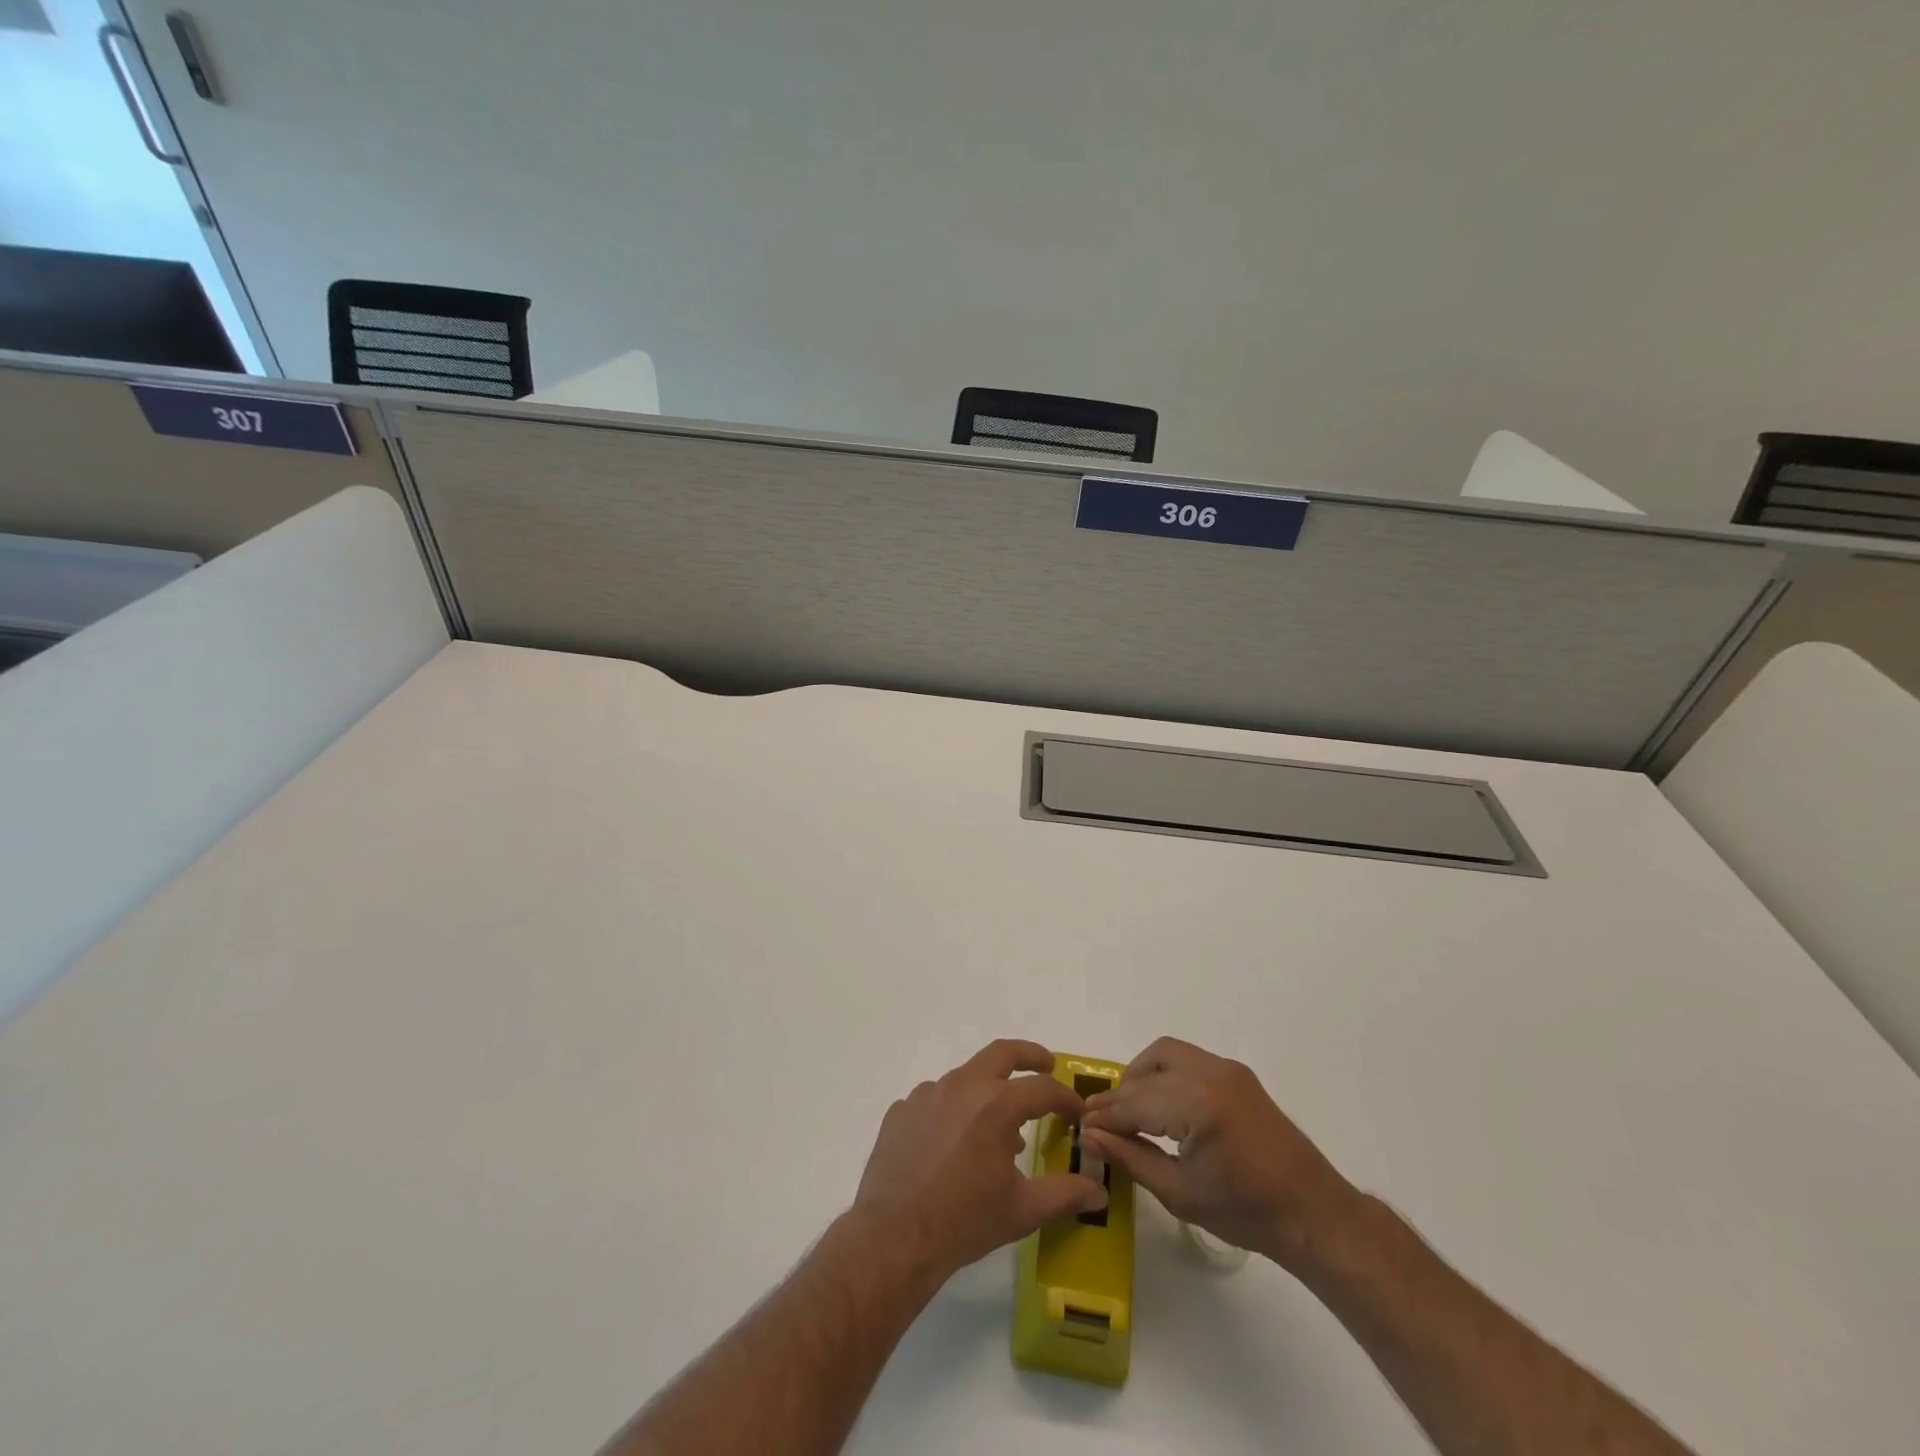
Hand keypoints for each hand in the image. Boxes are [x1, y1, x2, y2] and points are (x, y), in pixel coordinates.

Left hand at [853, 1039, 1107, 1279]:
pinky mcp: (902, 1110)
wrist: (894, 1236)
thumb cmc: (964, 1221)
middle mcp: (962, 1086)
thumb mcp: (1022, 1210)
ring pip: (965, 1078)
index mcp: (996, 1105)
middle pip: (1002, 1053)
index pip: (1043, 1089)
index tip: (1077, 1111)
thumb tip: (1098, 1190)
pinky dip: (952, 1111)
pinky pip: (934, 1100)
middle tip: (1046, 1065)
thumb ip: (1064, 1194)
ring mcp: (926, 1094)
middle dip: (1029, 1055)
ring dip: (987, 1090)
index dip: (1066, 1098)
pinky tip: (953, 1143)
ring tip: (997, 1126)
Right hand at [1081, 1037, 1356, 1271]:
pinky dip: (1166, 1074)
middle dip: (1121, 1095)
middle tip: (1103, 1122)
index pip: (1136, 1102)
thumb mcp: (1180, 1193)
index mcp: (1198, 1104)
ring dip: (1142, 1076)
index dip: (1105, 1115)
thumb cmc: (1247, 1212)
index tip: (1081, 1126)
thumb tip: (1089, 1136)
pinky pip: (1188, 1060)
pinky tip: (1161, 1106)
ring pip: (1166, 1054)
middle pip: (1148, 1071)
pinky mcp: (1237, 1074)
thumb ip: (1131, 1158)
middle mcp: (1211, 1073)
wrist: (1313, 1213)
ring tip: (1131, 1111)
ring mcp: (1227, 1069)